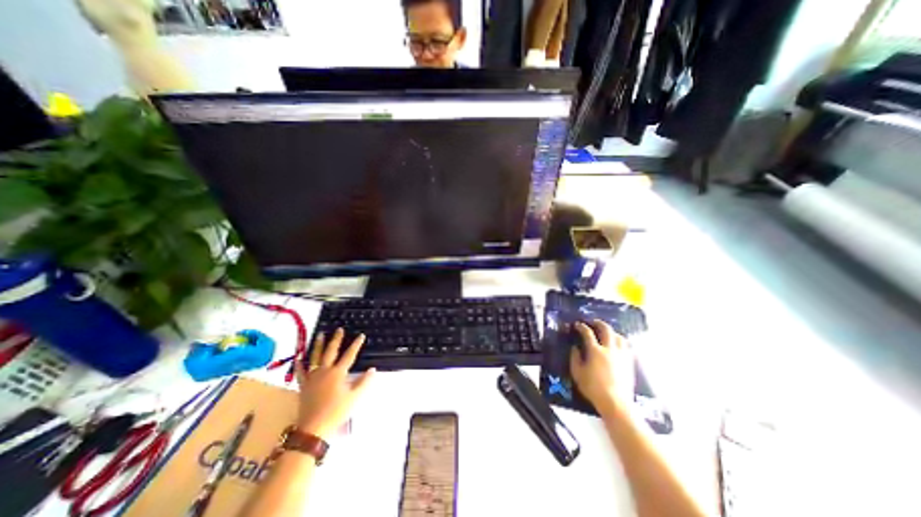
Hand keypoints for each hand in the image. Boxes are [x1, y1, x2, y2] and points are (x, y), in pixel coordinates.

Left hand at [298, 329, 376, 438]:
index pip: (349, 355)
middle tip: (339, 329)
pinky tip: (298, 357)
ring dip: (318, 345)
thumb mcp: (354, 397)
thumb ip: (364, 382)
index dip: (356, 344)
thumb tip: (372, 369)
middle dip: (336, 339)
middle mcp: (325, 371)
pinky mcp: (304, 385)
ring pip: (315, 357)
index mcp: (338, 373)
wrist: (313, 428)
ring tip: (320, 335)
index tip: (361, 335)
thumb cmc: (336, 411)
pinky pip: (300, 372)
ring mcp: (312, 377)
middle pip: (331, 351)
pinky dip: (299, 364)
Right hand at [570, 321, 634, 413]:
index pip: (587, 333)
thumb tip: (575, 347)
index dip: (581, 327)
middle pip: (606, 329)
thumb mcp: (577, 373)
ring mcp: (621, 355)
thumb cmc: (593, 388)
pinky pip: (627, 346)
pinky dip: (621, 342)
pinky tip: (617, 345)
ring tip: (607, 333)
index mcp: (595, 351)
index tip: (577, 324)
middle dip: (599, 323)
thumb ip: (575, 357)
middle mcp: (609, 349)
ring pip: (619, 336)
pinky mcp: (629, 362)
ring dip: (611, 331)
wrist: (615, 403)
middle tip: (593, 322)